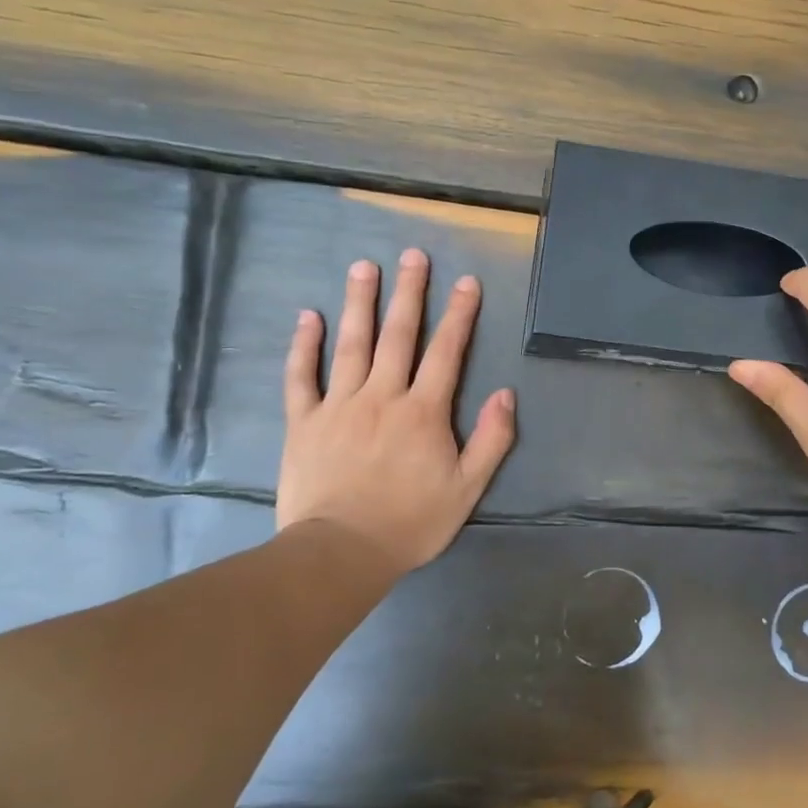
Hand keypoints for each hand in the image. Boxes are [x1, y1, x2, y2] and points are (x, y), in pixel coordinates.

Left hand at [278, 248, 515, 571]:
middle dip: (409, 292)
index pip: (446, 352)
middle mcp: (382, 396)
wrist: (340, 553)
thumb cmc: (410, 522)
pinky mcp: (304, 422)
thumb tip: (506, 394)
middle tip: (413, 254)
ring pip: (351, 344)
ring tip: (364, 266)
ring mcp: (339, 405)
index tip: (467, 282)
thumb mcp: (467, 488)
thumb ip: (491, 440)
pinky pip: (301, 377)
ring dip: (359, 302)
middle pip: (398, 335)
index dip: (459, 315)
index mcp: (423, 411)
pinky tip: (308, 316)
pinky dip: (303, 345)